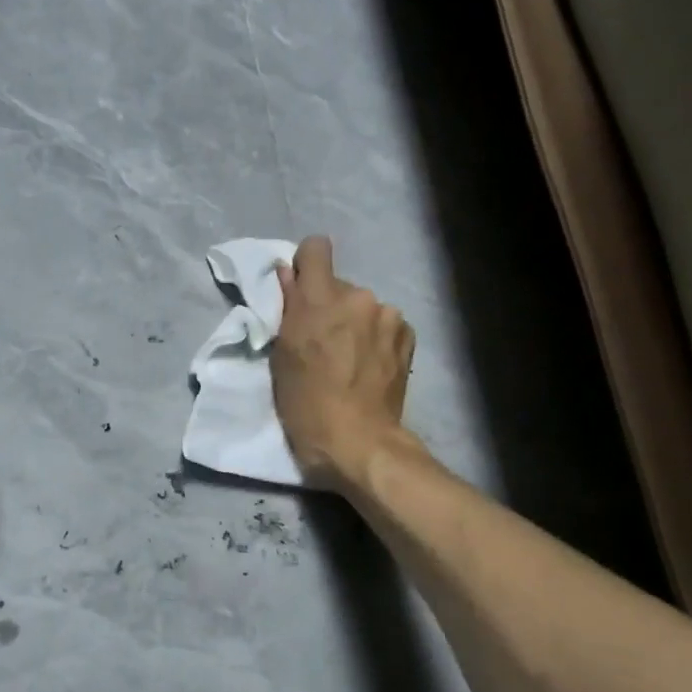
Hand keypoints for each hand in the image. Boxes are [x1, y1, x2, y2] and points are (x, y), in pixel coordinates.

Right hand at [272, 236, 415, 490]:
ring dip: (356, 323)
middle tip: (323, 342)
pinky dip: (377, 337)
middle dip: (330, 306)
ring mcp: (389, 316)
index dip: (306, 264)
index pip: (316, 248)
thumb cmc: (306, 404)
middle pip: (339, 285)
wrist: (359, 442)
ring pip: (364, 307)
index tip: (301, 290)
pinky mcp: (408, 336)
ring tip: (350, 359)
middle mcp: (358, 297)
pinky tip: (371, 366)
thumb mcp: (283, 356)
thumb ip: (287, 308)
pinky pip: (385, 324)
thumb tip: (288, 274)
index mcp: (320, 300)